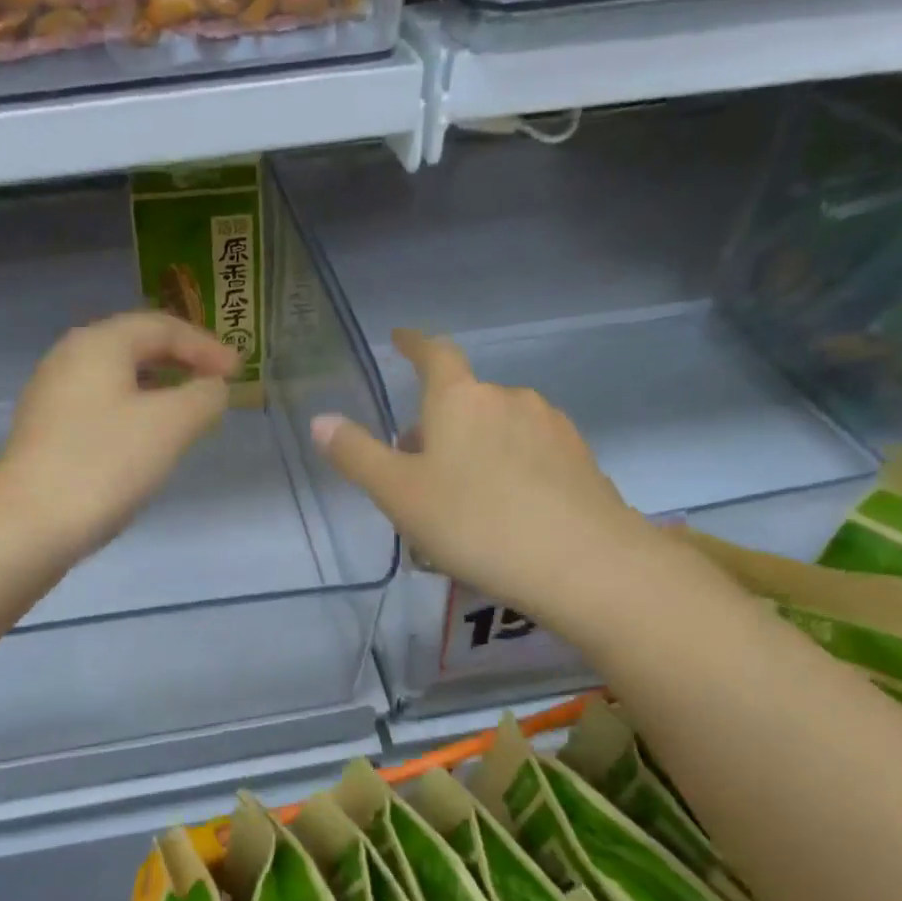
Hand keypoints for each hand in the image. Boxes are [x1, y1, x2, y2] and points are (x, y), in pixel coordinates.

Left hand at [0, 311, 239, 561]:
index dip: (205, 346)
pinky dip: (133, 413)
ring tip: (187, 414)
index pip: (161, 326)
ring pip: (116, 380)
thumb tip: (212, 388)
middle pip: (135, 347)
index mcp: (98, 343)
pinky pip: (100, 408)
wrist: (30, 525)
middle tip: (215, 386)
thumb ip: (202, 397)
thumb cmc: (104, 464)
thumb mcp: (170, 425)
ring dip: (157, 390)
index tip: (239, 372)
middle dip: (180, 363)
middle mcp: (69, 359)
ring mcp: (51, 397)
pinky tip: (146, 442)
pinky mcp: (46, 433)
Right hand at [312, 329, 653, 624]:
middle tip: (415, 466)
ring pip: (497, 427)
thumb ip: (357, 455)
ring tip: (461, 497)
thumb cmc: (475, 523)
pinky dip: (508, 467)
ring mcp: (550, 425)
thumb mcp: (399, 495)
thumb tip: (320, 420)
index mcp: (459, 399)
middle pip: (463, 399)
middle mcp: (507, 398)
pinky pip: (529, 451)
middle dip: (437, 422)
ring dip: (474, 447)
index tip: (401, 338)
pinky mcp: (579, 457)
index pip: (434, 354)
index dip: (414, 344)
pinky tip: (505, 509)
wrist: (581, 562)